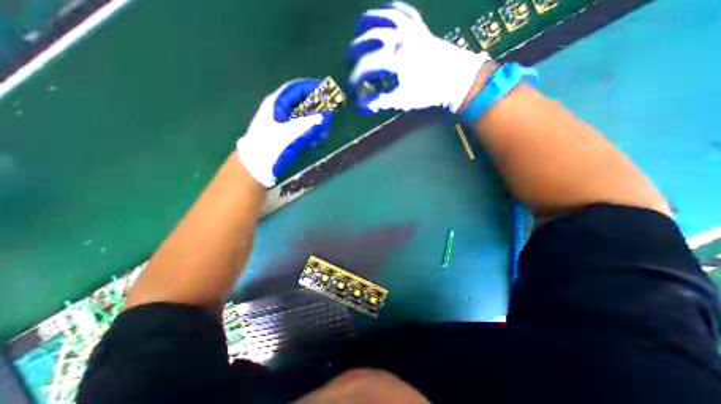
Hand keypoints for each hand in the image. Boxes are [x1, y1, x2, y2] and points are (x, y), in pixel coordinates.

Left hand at [238, 79, 329, 187]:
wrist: (257, 164)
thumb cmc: (272, 145)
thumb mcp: (292, 133)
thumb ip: (310, 123)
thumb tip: (325, 116)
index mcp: (276, 104)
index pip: (296, 88)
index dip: (312, 87)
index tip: (327, 90)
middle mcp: (279, 110)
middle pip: (301, 102)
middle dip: (316, 109)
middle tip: (328, 116)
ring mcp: (281, 122)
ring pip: (302, 117)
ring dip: (314, 124)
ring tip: (322, 134)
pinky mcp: (284, 133)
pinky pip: (300, 128)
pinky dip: (309, 133)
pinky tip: (315, 142)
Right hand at [348, 2, 490, 113]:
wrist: (456, 79)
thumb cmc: (428, 92)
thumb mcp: (402, 100)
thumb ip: (379, 101)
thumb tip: (358, 106)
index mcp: (394, 60)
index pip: (365, 67)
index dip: (354, 79)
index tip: (350, 89)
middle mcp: (398, 39)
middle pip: (367, 39)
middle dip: (353, 52)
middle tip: (348, 61)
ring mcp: (409, 28)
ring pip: (381, 16)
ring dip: (366, 24)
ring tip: (357, 32)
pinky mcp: (419, 25)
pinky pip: (401, 9)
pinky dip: (389, 9)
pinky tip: (382, 13)